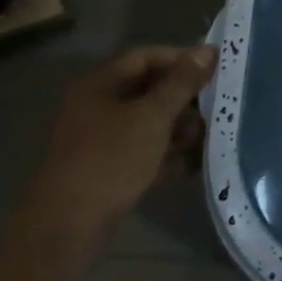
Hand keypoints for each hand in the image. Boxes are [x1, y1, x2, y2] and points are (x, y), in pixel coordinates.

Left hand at [21, 45, 216, 263]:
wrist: (66, 229)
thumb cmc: (110, 160)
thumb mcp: (152, 116)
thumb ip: (182, 83)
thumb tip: (207, 51)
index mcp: (99, 85)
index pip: (145, 57)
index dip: (181, 58)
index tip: (215, 68)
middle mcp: (96, 107)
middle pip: (148, 90)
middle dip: (184, 98)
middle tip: (214, 107)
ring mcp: (99, 141)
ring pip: (148, 123)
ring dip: (179, 129)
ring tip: (206, 139)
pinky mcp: (106, 171)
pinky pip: (143, 152)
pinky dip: (166, 155)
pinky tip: (192, 164)